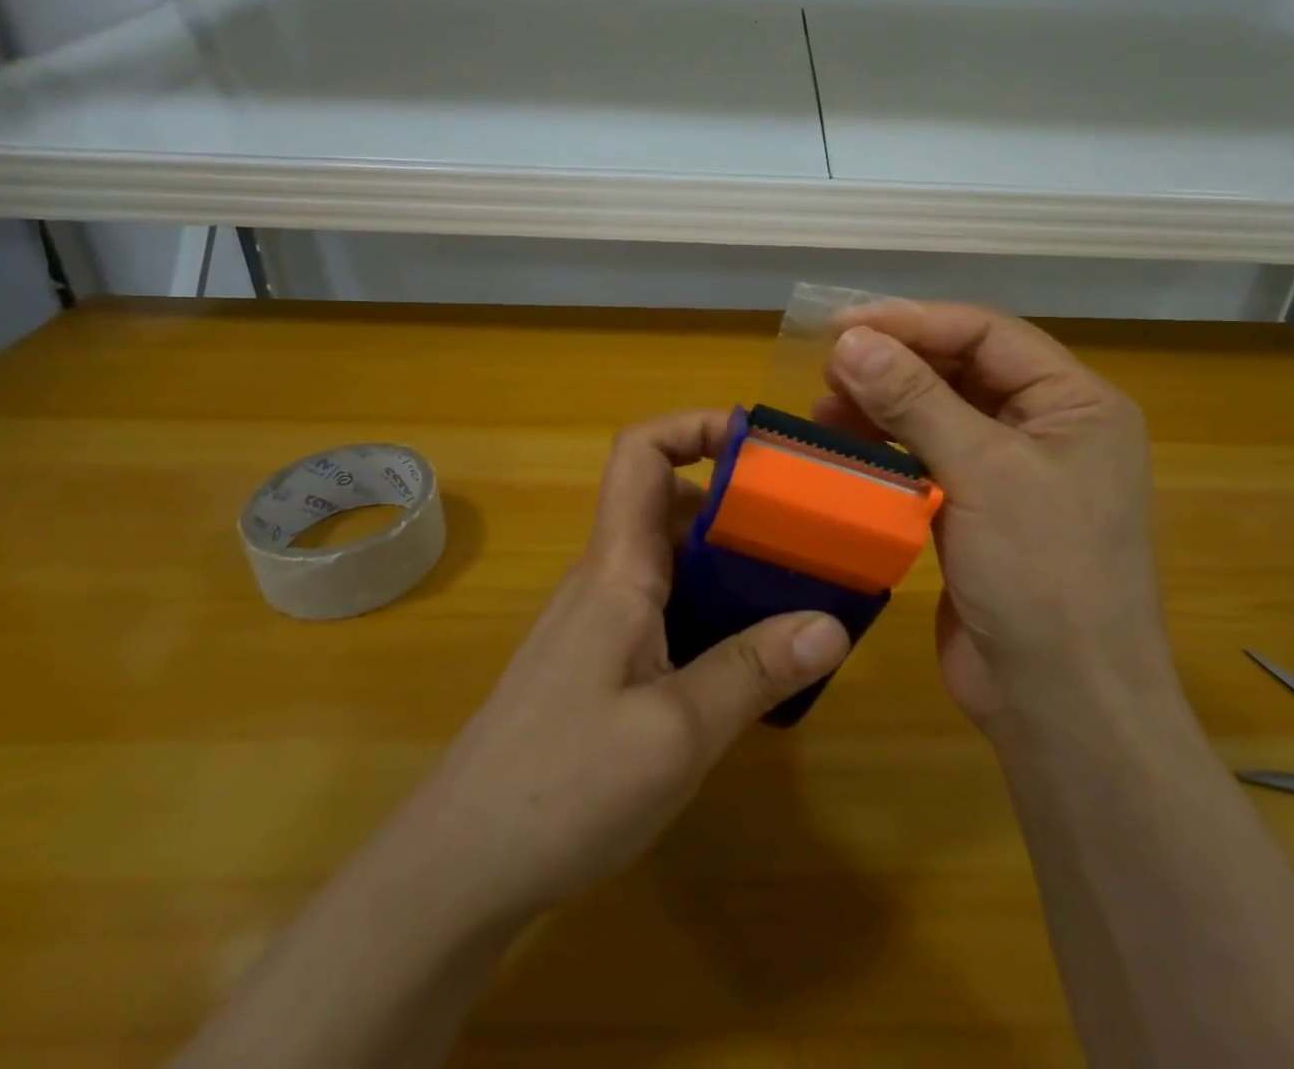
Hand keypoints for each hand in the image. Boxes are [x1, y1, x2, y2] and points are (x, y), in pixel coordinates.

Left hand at [403, 410, 851, 929]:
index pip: (641, 453)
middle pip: (669, 503)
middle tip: (807, 530)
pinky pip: (667, 608)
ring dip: (731, 561)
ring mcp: (601, 622)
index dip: (694, 426)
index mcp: (617, 568)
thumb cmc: (562, 786)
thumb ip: (754, 672)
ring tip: (797, 590)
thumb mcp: (676, 733)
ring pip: (673, 560)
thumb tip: (833, 623)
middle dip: (738, 501)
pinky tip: (752, 658)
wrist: (460, 867)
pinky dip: (714, 609)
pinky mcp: (602, 662)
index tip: (760, 444)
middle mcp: (607, 579)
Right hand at [818, 303, 1175, 739]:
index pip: (986, 335)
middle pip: (960, 370)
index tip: (841, 326)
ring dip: (882, 405)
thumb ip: (915, 399)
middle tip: (827, 369)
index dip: (913, 321)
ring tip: (823, 407)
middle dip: (894, 364)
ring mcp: (1011, 473)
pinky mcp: (976, 512)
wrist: (1061, 706)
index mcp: (1075, 404)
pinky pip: (926, 460)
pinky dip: (885, 449)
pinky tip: (843, 447)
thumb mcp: (984, 472)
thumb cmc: (1043, 576)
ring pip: (938, 414)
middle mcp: (1047, 428)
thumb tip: (851, 340)